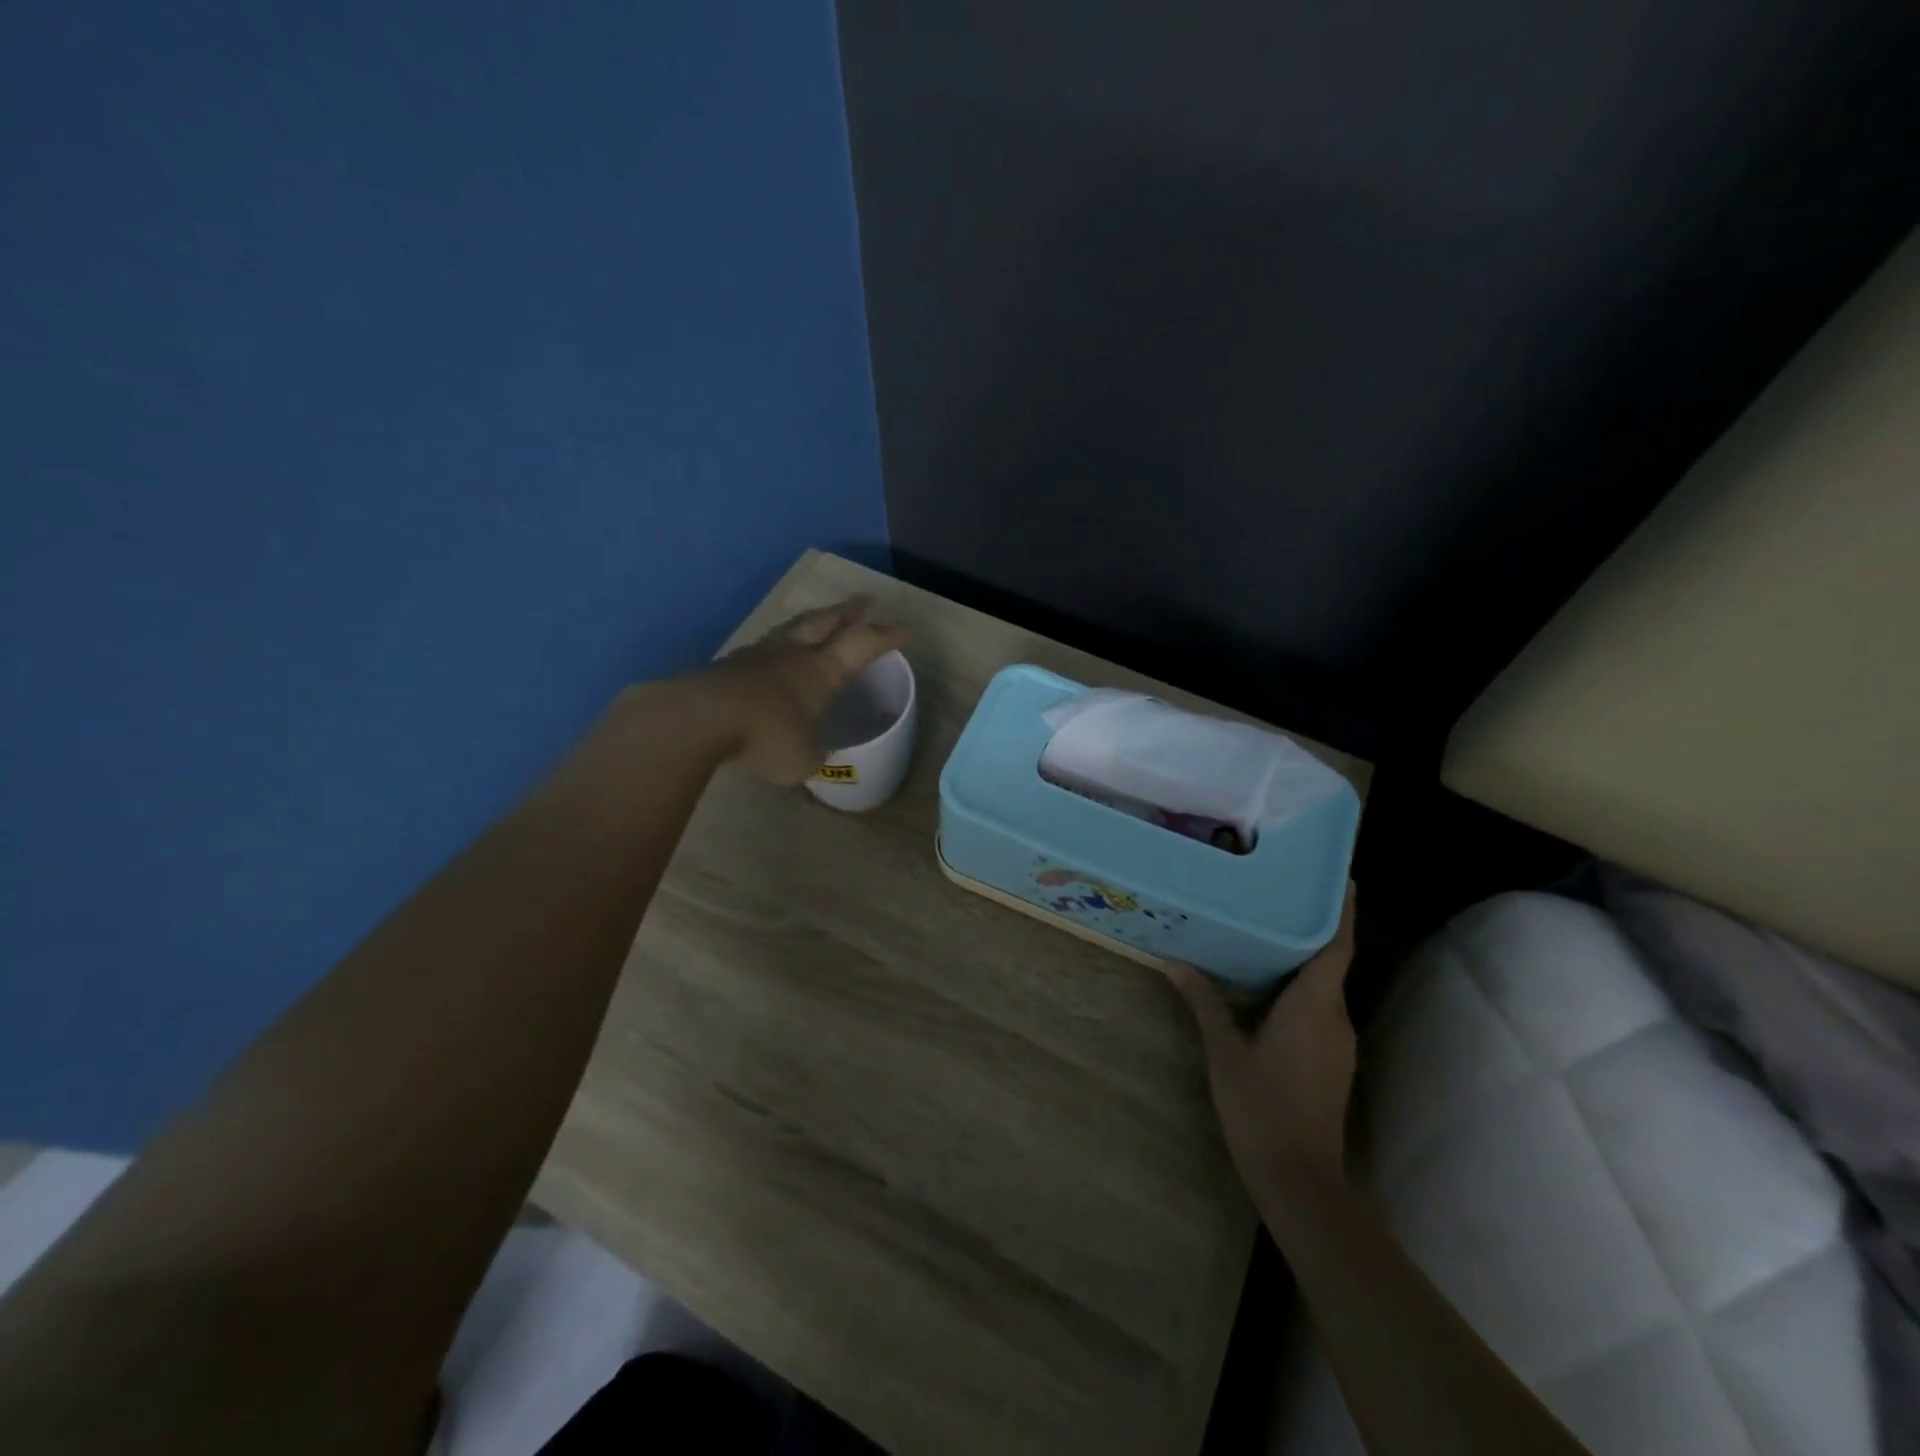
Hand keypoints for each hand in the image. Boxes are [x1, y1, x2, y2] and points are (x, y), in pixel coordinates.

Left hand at [688, 597, 906, 784]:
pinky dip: (776, 649)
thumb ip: (813, 752)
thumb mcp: (803, 759)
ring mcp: (756, 656)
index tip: (903, 629)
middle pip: (824, 622)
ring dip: (808, 624)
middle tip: (862, 602)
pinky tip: (772, 658)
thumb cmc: (767, 737)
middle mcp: (792, 654)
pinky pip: (761, 650)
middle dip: (846, 612)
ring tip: (816, 622)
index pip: (861, 645)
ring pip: (789, 630)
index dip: (884, 637)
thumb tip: (812, 751)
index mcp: (821, 671)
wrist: (699, 719)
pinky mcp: (726, 667)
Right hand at [1167, 884, 1357, 1198]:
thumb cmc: (1262, 1107)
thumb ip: (1204, 1002)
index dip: (1343, 910)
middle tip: (1278, 896)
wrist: (1300, 1180)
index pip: (1336, 945)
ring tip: (1265, 933)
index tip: (1341, 878)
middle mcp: (1335, 1018)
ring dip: (1301, 961)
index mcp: (1315, 1005)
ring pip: (1323, 988)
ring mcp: (1337, 1043)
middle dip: (1310, 929)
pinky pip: (1318, 1010)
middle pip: (1330, 961)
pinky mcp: (1331, 1062)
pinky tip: (1265, 987)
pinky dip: (1298, 990)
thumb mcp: (1224, 1050)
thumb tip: (1175, 962)